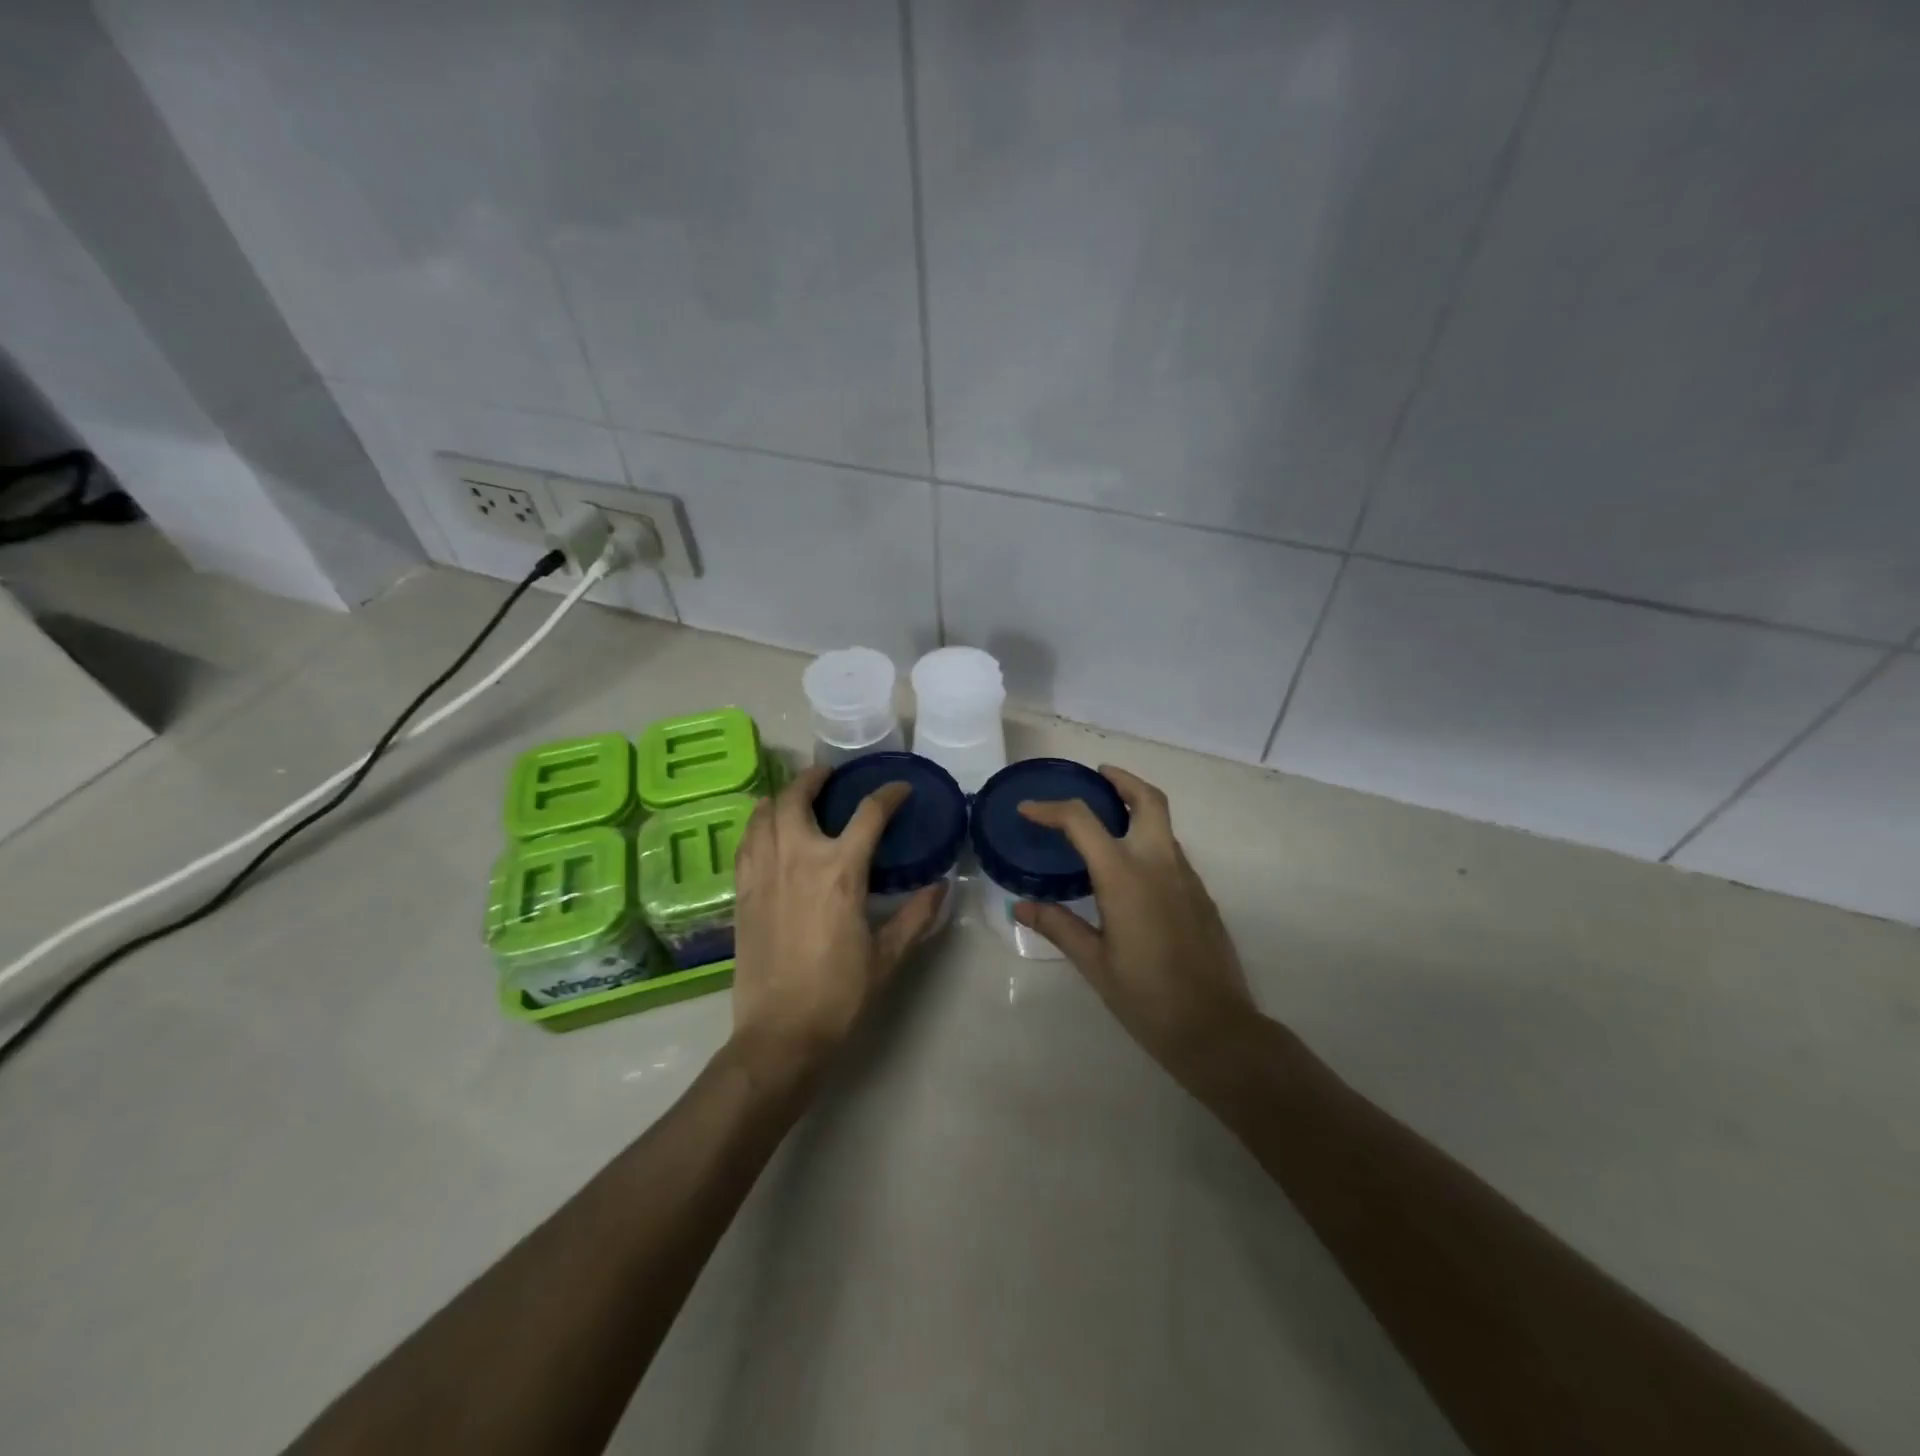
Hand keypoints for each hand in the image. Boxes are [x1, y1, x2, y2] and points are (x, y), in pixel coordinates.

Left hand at [728, 766, 945, 1079]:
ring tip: (794, 794)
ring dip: (781, 795)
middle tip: (828, 775)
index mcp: (840, 872)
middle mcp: (798, 859)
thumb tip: (942, 886)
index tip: (899, 789)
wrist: (781, 1032)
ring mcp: (764, 873)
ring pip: (764, 814)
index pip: (868, 814)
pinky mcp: (743, 892)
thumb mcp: (888, 955)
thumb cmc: (840, 994)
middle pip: (798, 798)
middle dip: (814, 778)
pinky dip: (757, 824)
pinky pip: (746, 843)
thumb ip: (916, 915)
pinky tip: (765, 828)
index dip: (888, 794)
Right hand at [1015, 766, 1256, 1083]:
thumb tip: (1021, 906)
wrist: (1215, 1029)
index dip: (1051, 809)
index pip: (1082, 821)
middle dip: (1122, 780)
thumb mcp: (1094, 963)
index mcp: (1125, 876)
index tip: (1028, 810)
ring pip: (1163, 824)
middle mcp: (1160, 864)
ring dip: (1136, 810)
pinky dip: (1149, 841)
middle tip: (1097, 778)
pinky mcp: (1201, 895)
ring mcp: (1187, 877)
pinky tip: (1129, 872)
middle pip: (1148, 799)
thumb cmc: (1147, 997)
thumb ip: (1058, 926)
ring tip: (1105, 823)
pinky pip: (1172, 852)